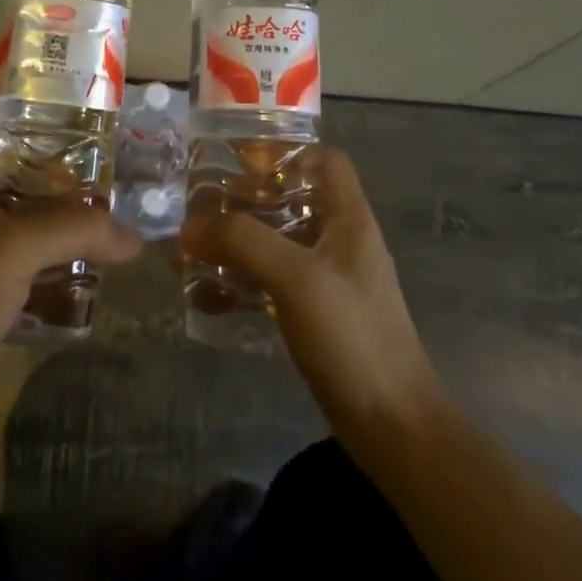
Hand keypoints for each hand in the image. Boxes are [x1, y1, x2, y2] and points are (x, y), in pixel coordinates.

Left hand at [0, 136, 140, 435]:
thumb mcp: (19, 249)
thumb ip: (79, 231)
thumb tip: (135, 238)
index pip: (8, 138)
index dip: (49, 137)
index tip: (96, 147)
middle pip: (23, 184)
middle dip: (67, 190)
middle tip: (115, 194)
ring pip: (26, 227)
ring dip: (63, 232)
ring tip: (111, 233)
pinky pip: (23, 265)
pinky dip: (52, 266)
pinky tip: (87, 276)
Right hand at [180, 147, 444, 446]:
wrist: (392, 427)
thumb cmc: (352, 337)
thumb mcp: (296, 278)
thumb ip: (243, 242)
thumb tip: (189, 227)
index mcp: (349, 220)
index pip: (324, 161)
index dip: (284, 154)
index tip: (236, 164)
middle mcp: (340, 242)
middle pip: (290, 201)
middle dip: (243, 203)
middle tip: (199, 210)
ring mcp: (329, 281)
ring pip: (276, 244)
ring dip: (235, 245)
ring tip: (191, 252)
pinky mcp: (316, 315)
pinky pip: (271, 284)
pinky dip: (240, 284)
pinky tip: (206, 298)